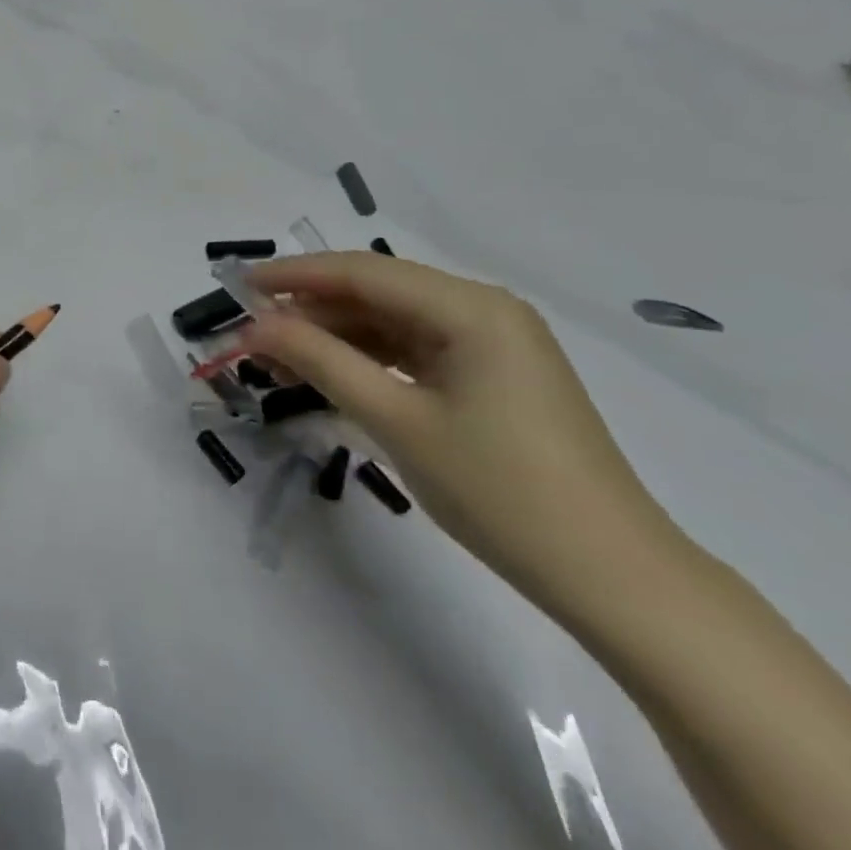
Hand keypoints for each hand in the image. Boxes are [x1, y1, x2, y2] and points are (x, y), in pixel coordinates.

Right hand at [244, 252, 682, 618]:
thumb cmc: (501, 491)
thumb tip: (254, 326)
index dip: (294, 275)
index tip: (237, 285)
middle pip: (378, 293)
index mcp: (471, 308)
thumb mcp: (396, 421)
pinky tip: (330, 374)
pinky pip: (415, 351)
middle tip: (251, 333)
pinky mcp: (493, 376)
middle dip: (310, 310)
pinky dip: (369, 359)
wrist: (612, 577)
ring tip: (278, 358)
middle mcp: (484, 310)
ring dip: (335, 336)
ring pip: (393, 323)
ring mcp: (493, 344)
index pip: (363, 272)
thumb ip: (320, 362)